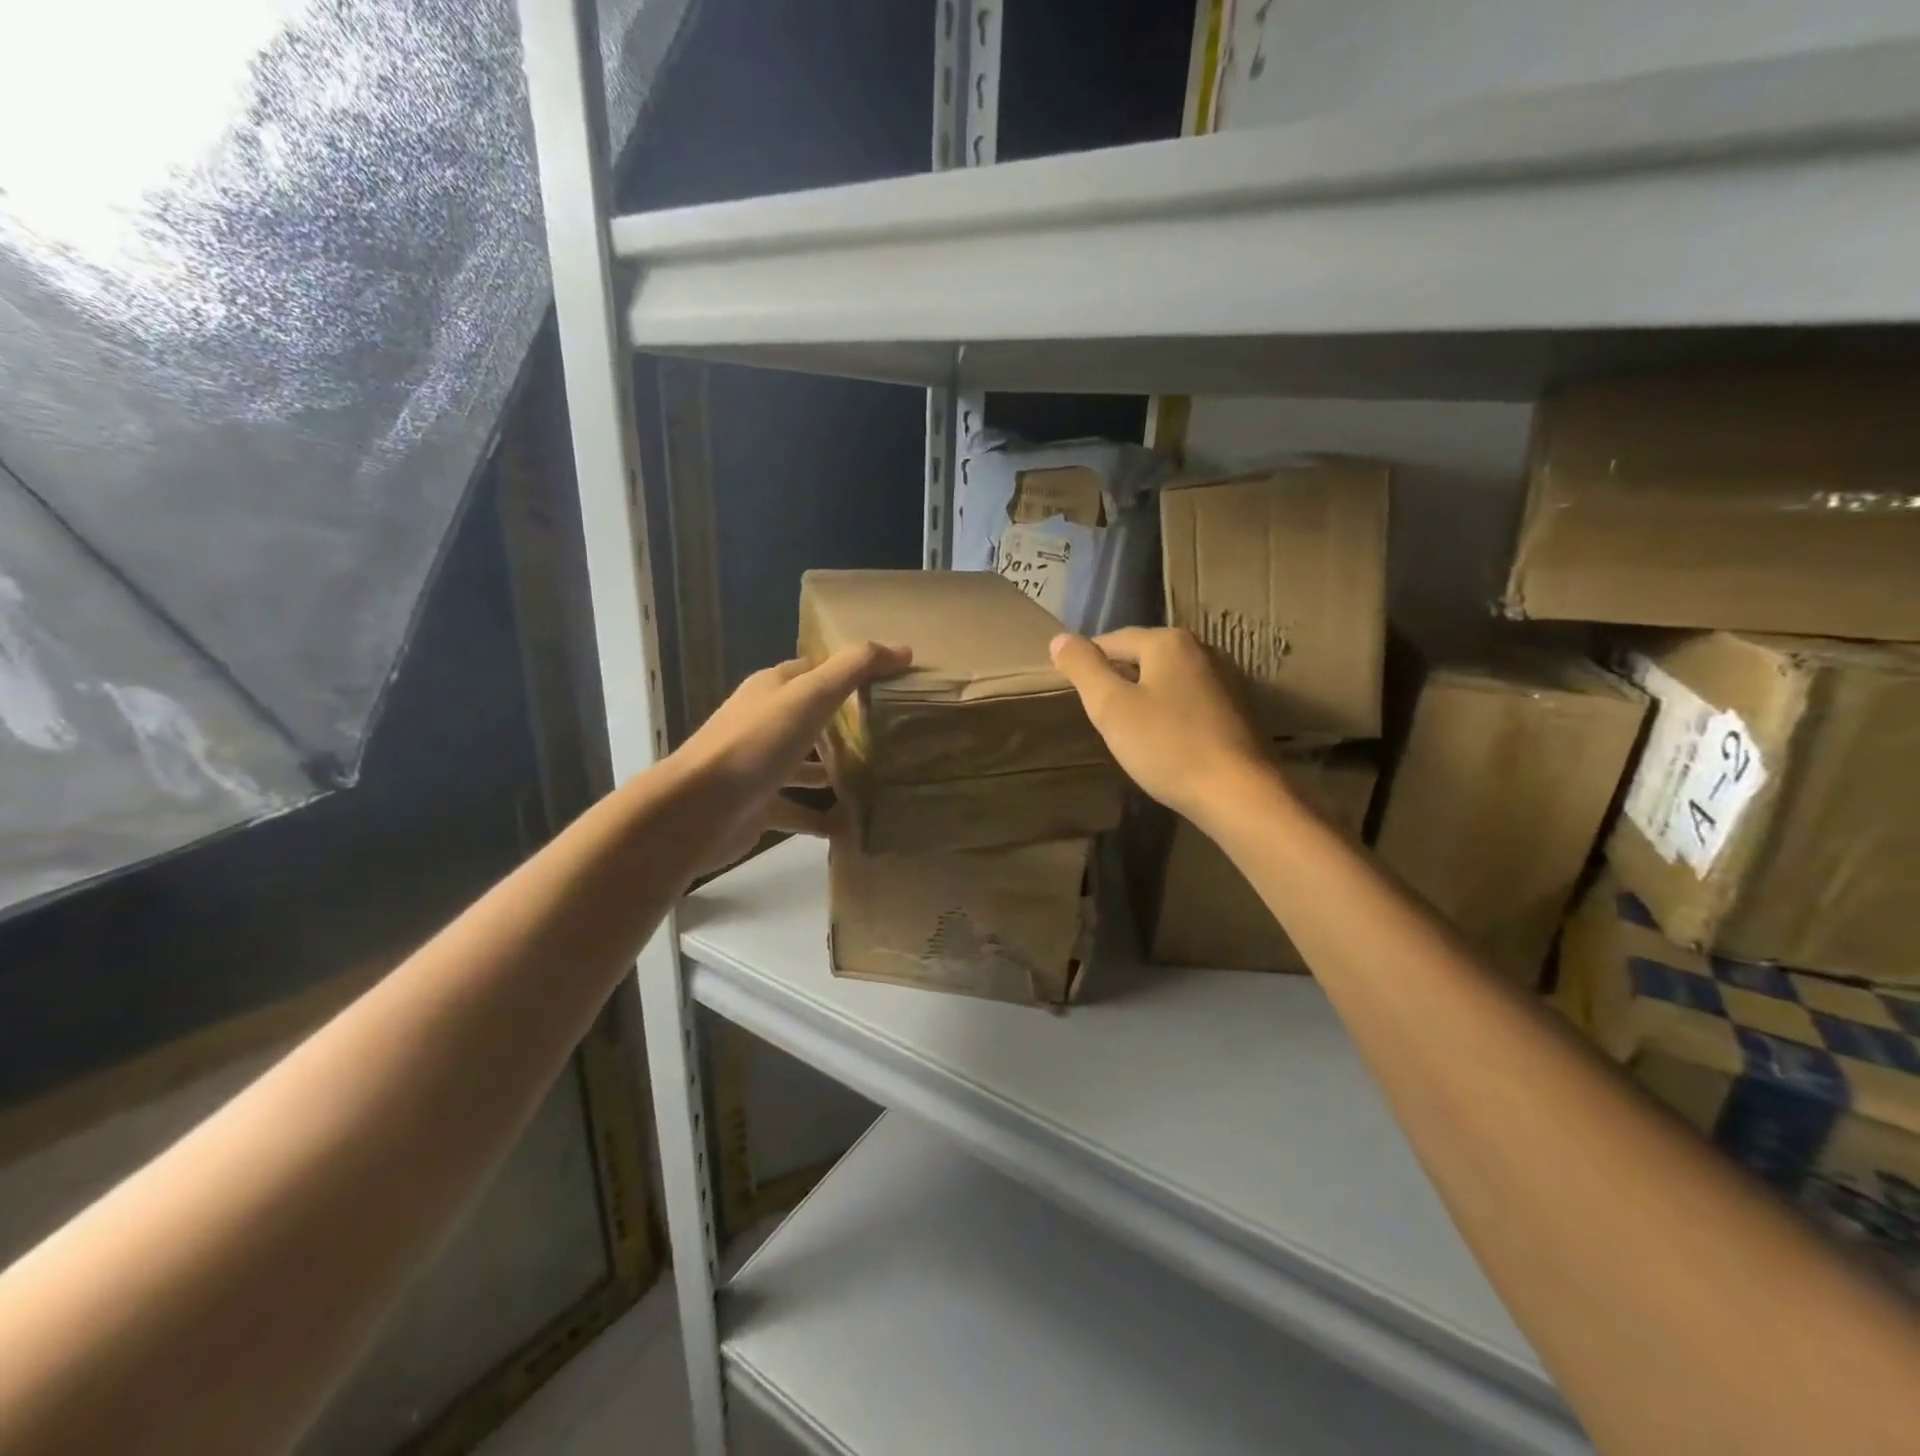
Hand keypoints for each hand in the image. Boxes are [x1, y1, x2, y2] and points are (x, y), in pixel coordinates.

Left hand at [675, 641, 910, 874]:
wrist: (698, 809)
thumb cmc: (757, 743)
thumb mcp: (810, 695)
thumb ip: (854, 669)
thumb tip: (903, 650)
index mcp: (772, 689)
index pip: (815, 670)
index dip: (849, 672)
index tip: (889, 683)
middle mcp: (763, 722)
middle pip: (810, 717)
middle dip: (845, 724)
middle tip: (891, 734)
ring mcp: (758, 766)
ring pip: (804, 765)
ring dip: (834, 771)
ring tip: (878, 780)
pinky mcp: (758, 805)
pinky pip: (798, 809)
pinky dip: (823, 818)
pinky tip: (851, 826)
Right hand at [1049, 627, 1269, 825]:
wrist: (1238, 794)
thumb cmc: (1167, 746)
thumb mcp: (1111, 707)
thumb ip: (1083, 667)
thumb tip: (1060, 638)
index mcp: (1169, 641)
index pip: (1112, 641)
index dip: (1087, 665)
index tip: (1074, 694)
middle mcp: (1202, 649)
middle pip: (1143, 657)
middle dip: (1118, 681)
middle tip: (1098, 716)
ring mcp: (1225, 679)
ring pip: (1167, 680)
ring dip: (1144, 698)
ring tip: (1127, 730)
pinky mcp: (1237, 709)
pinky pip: (1189, 700)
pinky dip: (1169, 713)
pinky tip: (1163, 741)